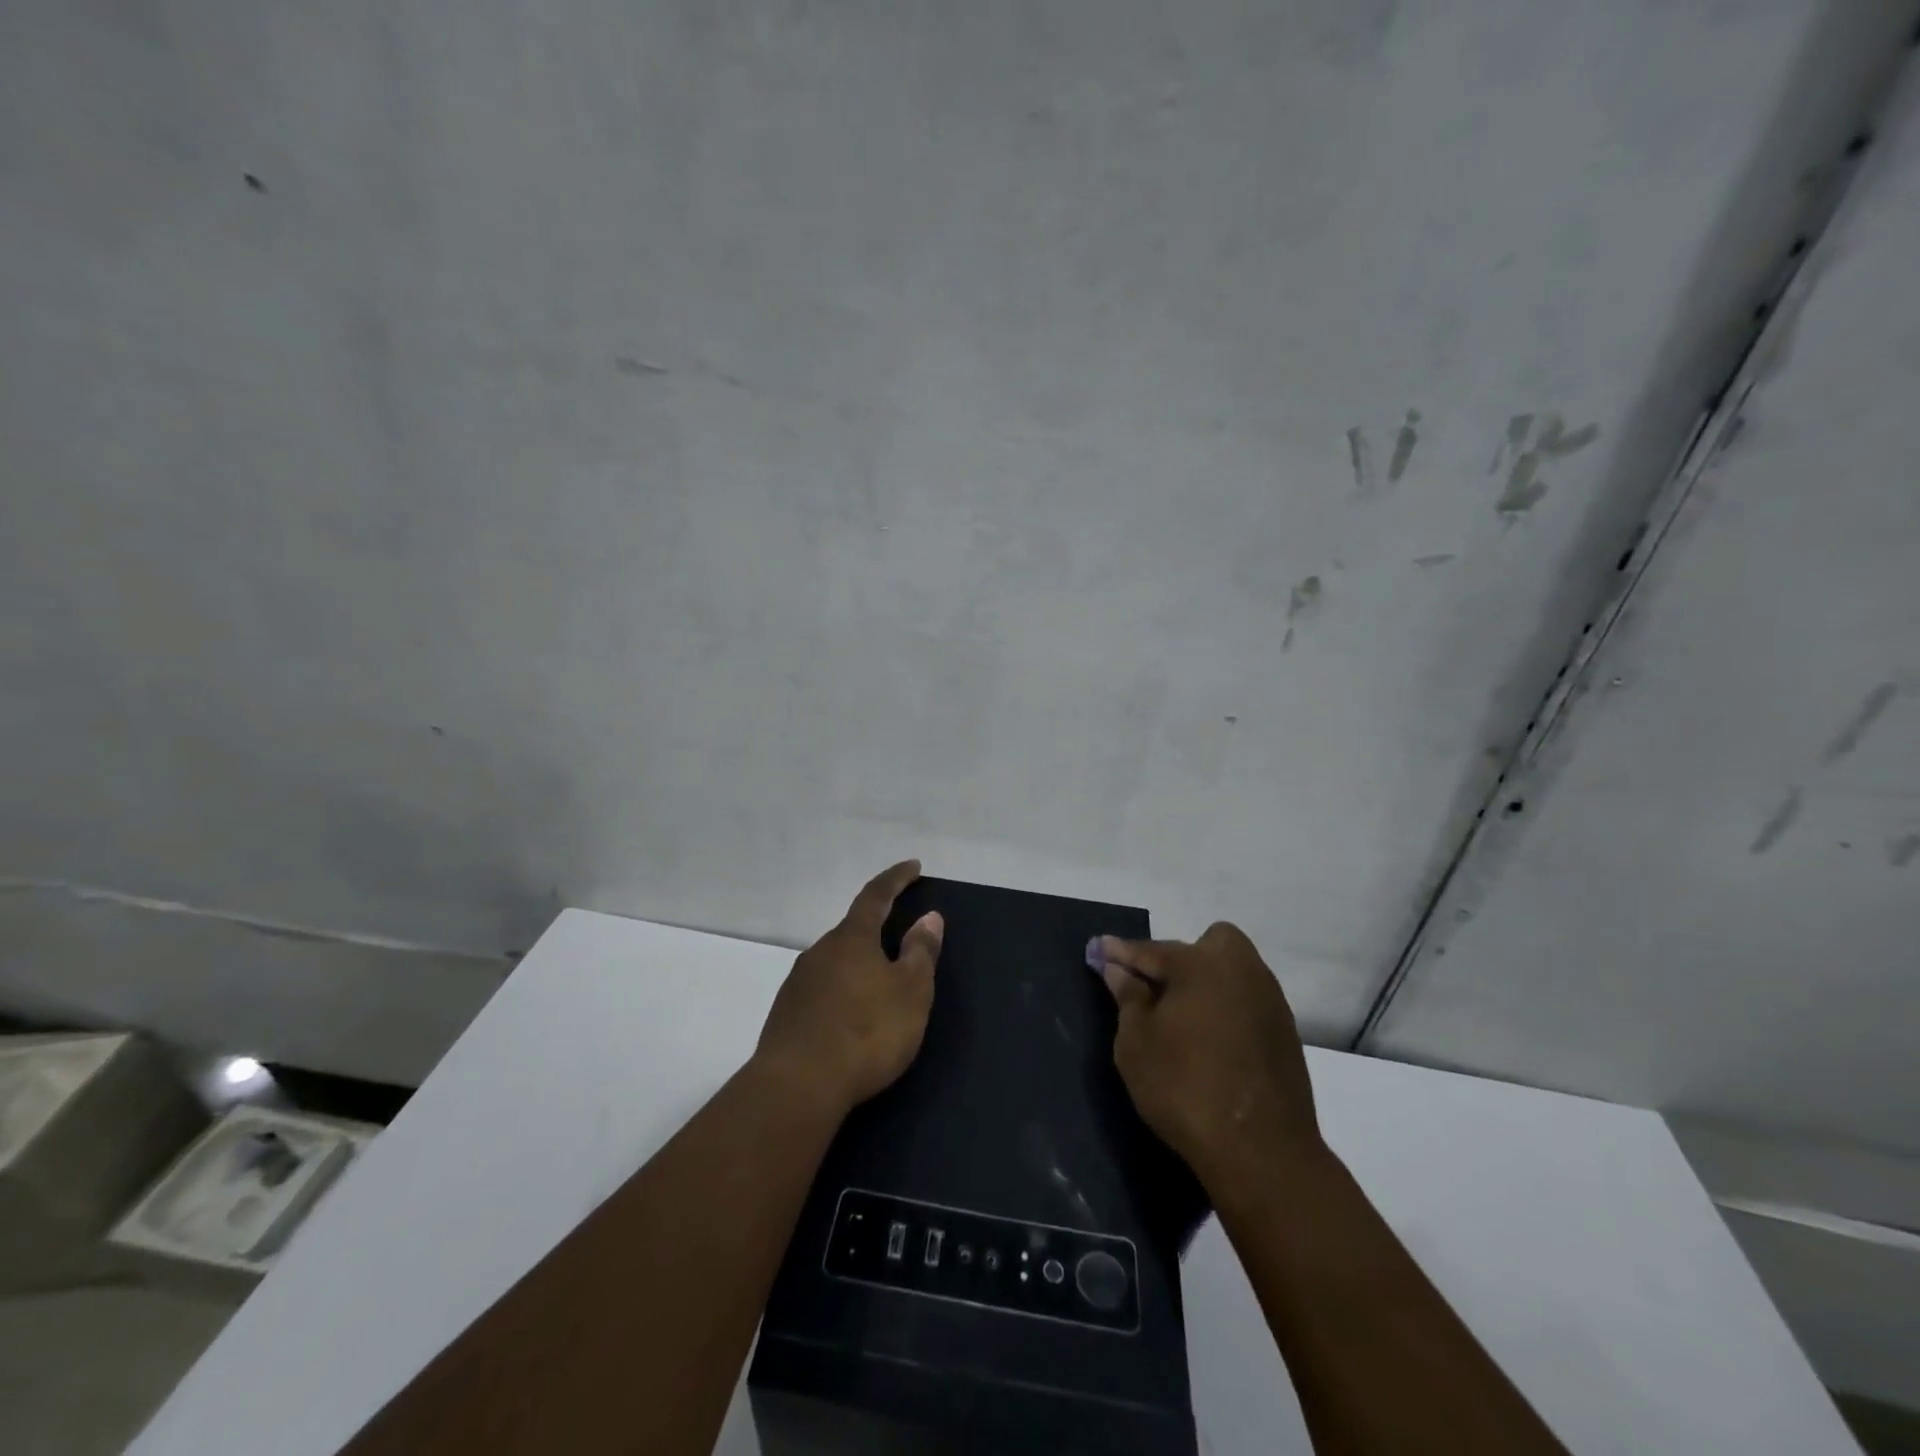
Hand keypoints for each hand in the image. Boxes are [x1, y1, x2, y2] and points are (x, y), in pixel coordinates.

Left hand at [755, 860, 943, 1115]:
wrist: (797, 1087)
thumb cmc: (866, 1032)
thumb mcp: (910, 992)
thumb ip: (920, 952)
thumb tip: (928, 917)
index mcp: (852, 939)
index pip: (876, 896)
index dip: (896, 879)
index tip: (914, 865)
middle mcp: (820, 951)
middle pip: (853, 930)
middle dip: (877, 929)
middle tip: (901, 939)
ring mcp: (798, 983)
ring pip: (836, 962)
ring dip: (859, 965)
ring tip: (879, 984)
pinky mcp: (787, 1014)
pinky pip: (822, 990)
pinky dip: (843, 992)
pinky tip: (851, 1017)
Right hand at [1090, 922, 1323, 1188]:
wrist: (1262, 1152)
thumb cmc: (1185, 1088)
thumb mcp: (1137, 1043)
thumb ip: (1128, 997)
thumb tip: (1118, 968)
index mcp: (1202, 964)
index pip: (1151, 950)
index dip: (1120, 952)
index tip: (1097, 948)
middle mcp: (1242, 969)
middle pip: (1206, 946)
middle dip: (1179, 958)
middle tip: (1156, 990)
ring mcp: (1270, 1000)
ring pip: (1230, 974)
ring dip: (1205, 984)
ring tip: (1181, 1018)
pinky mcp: (1286, 1032)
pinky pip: (1246, 1003)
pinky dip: (1225, 1010)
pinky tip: (1210, 1041)